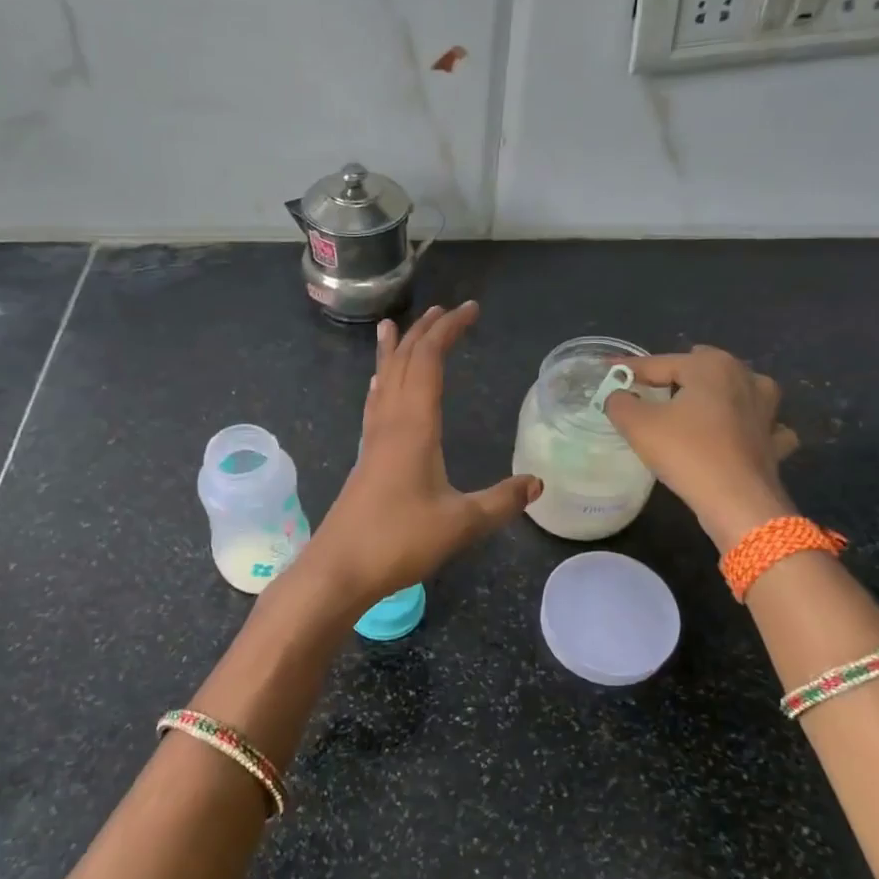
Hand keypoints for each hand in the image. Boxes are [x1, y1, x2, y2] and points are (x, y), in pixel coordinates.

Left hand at [302, 302, 538, 605]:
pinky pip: (375, 403)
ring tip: (395, 325)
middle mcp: (390, 422)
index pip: (429, 361)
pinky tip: (378, 384)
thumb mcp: (461, 524)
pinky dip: (382, 381)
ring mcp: (373, 440)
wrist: (339, 568)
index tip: (470, 310)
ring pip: (383, 379)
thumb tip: (538, 483)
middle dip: (425, 332)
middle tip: (445, 309)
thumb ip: (501, 502)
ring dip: (395, 350)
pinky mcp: (366, 458)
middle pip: (403, 362)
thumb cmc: (399, 542)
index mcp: (414, 426)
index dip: (448, 331)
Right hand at [604, 345, 799, 550]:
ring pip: (738, 391)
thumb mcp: (638, 425)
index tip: (608, 371)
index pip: (659, 362)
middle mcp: (745, 377)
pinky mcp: (774, 441)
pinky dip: (750, 427)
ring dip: (720, 395)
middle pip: (701, 370)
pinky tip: (738, 437)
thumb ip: (620, 402)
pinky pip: (762, 425)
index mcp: (711, 366)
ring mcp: (767, 409)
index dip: (629, 369)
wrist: (737, 502)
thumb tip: (618, 396)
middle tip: (650, 389)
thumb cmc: (686, 453)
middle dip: (677, 375)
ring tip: (700, 405)